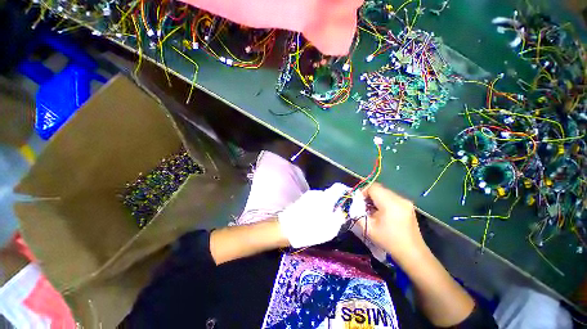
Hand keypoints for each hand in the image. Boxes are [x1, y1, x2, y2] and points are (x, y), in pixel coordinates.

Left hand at [279, 183, 348, 247]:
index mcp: (325, 197)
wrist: (285, 229)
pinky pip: (316, 201)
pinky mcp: (302, 200)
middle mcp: (317, 193)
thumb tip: (343, 210)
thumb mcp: (330, 228)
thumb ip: (340, 217)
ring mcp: (308, 195)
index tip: (350, 203)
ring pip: (324, 198)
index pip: (340, 187)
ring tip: (325, 220)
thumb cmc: (309, 229)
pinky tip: (316, 218)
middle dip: (337, 203)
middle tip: (338, 216)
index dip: (347, 193)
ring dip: (328, 206)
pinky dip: (319, 207)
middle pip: (332, 194)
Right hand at [356, 183, 425, 262]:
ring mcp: (405, 201)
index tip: (359, 202)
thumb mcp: (368, 228)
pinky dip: (384, 200)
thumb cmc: (388, 241)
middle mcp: (399, 199)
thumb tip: (354, 204)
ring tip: (373, 210)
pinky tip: (383, 212)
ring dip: (376, 198)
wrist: (412, 253)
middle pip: (379, 188)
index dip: (363, 191)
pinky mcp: (408, 205)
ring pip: (385, 192)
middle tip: (364, 206)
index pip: (373, 187)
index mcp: (390, 204)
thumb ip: (357, 213)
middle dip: (369, 195)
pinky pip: (391, 197)